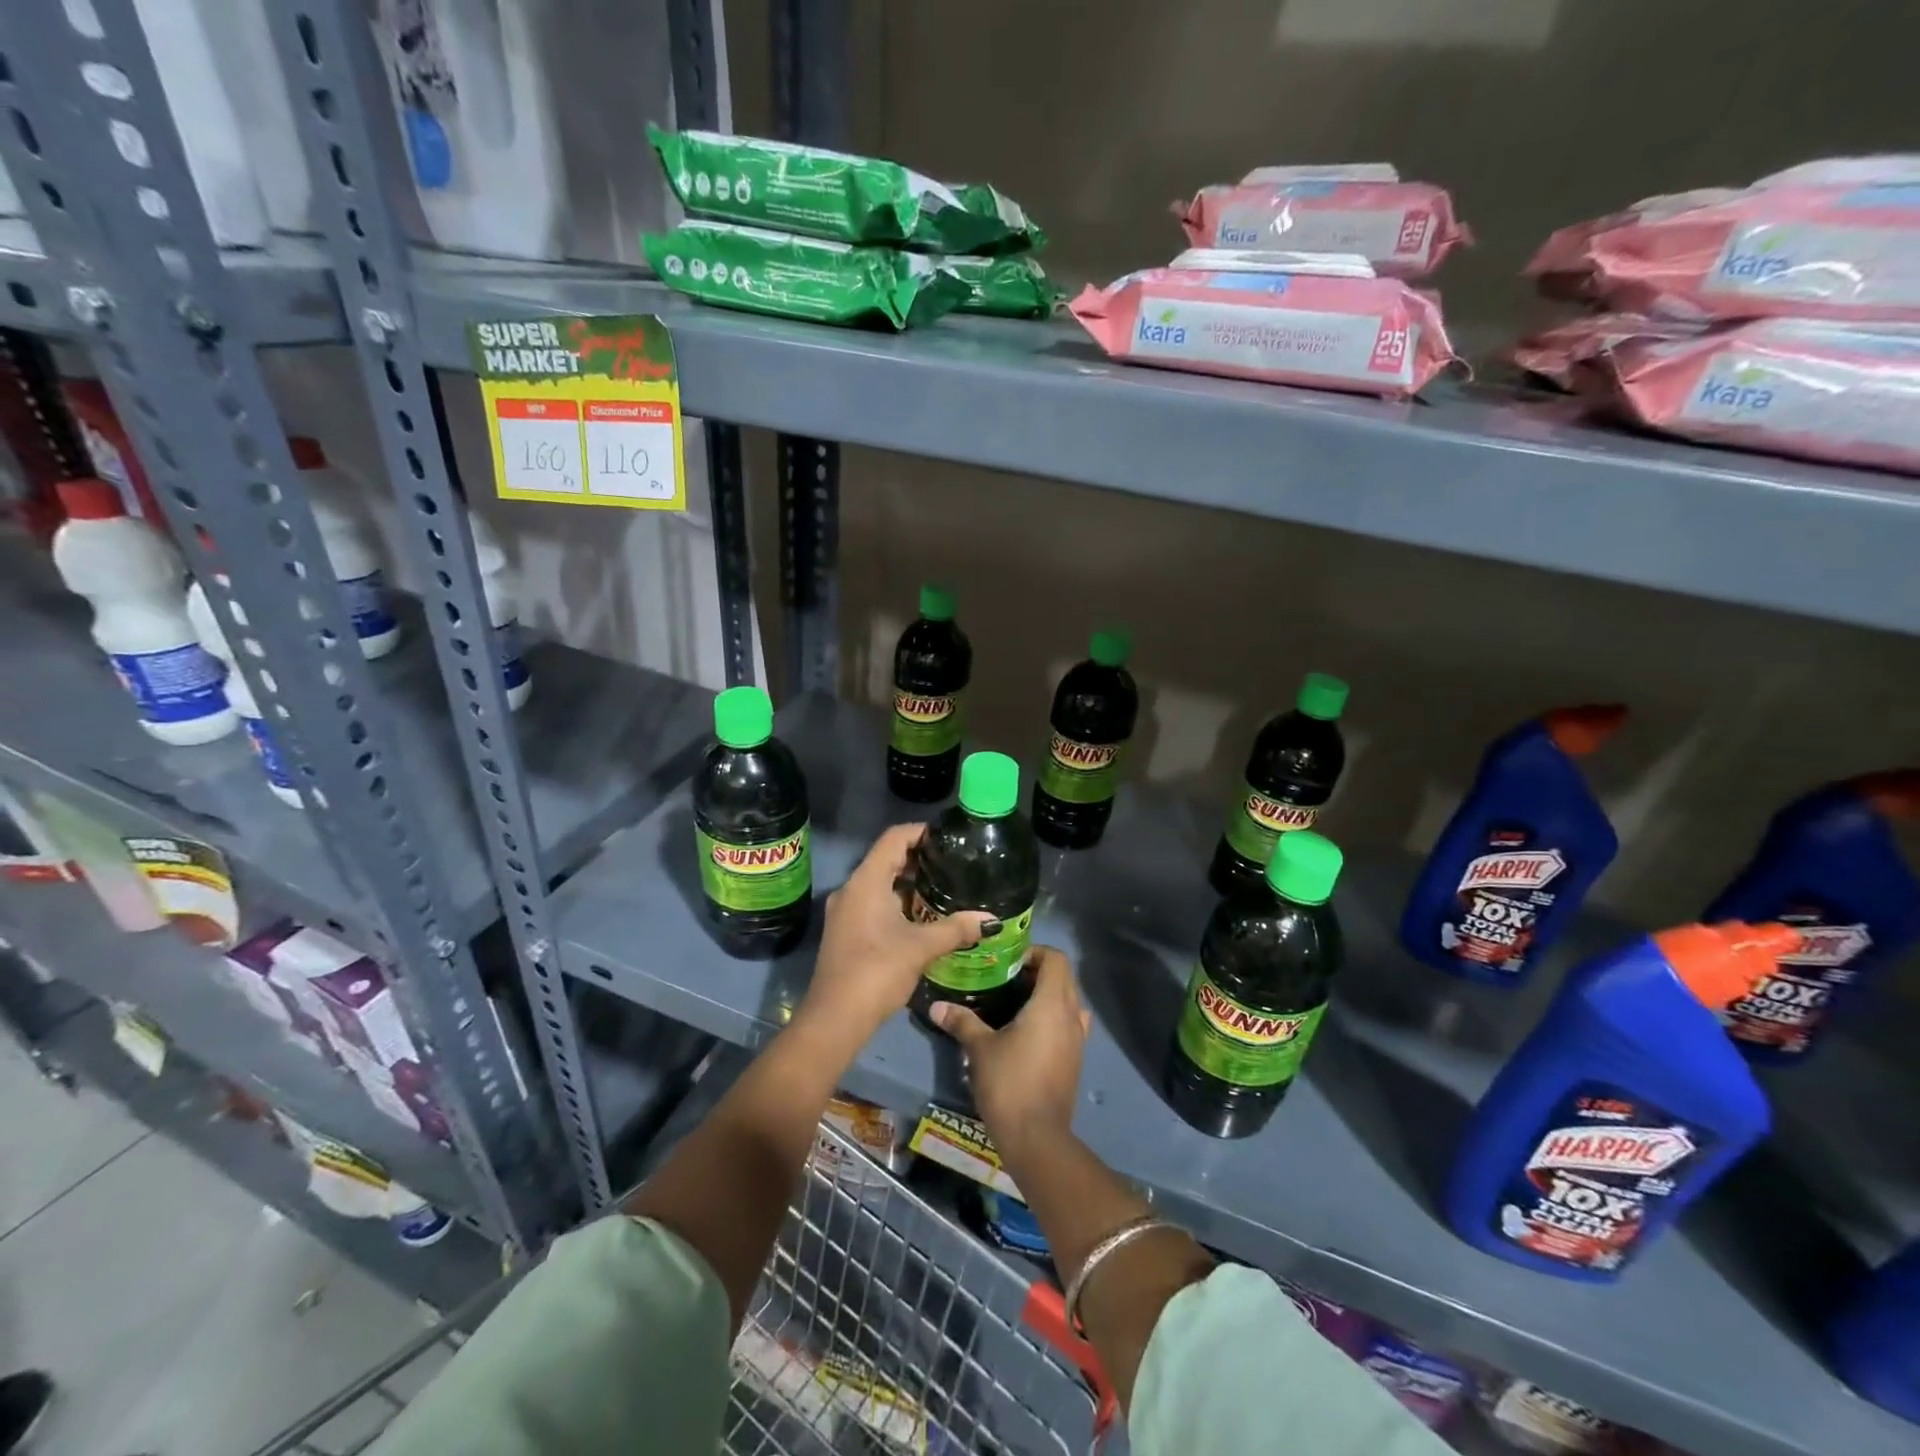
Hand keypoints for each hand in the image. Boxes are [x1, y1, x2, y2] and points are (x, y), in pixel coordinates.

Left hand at [797, 824, 992, 1047]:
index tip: (948, 837)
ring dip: (908, 884)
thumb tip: (990, 919)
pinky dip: (896, 903)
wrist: (835, 1018)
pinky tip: (921, 919)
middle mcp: (851, 889)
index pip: (894, 838)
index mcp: (866, 881)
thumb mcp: (922, 947)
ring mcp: (845, 911)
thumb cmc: (878, 970)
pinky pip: (873, 904)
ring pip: (879, 884)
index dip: (920, 832)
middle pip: (886, 859)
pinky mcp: (845, 932)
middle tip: (952, 864)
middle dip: (918, 859)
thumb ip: (956, 929)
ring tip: (943, 890)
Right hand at [931, 946, 1088, 1155]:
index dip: (1034, 952)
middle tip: (1005, 980)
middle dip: (1037, 972)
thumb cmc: (1009, 1083)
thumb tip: (936, 1006)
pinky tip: (1025, 1033)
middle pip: (1063, 978)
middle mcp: (1071, 1016)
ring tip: (1015, 1004)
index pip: (1056, 959)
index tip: (1008, 962)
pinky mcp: (1075, 1060)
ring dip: (1047, 996)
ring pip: (1068, 1002)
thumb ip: (961, 1022)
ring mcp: (1078, 1040)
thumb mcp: (980, 1049)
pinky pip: (1068, 1025)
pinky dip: (1052, 1018)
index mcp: (1052, 1004)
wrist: (1037, 1138)